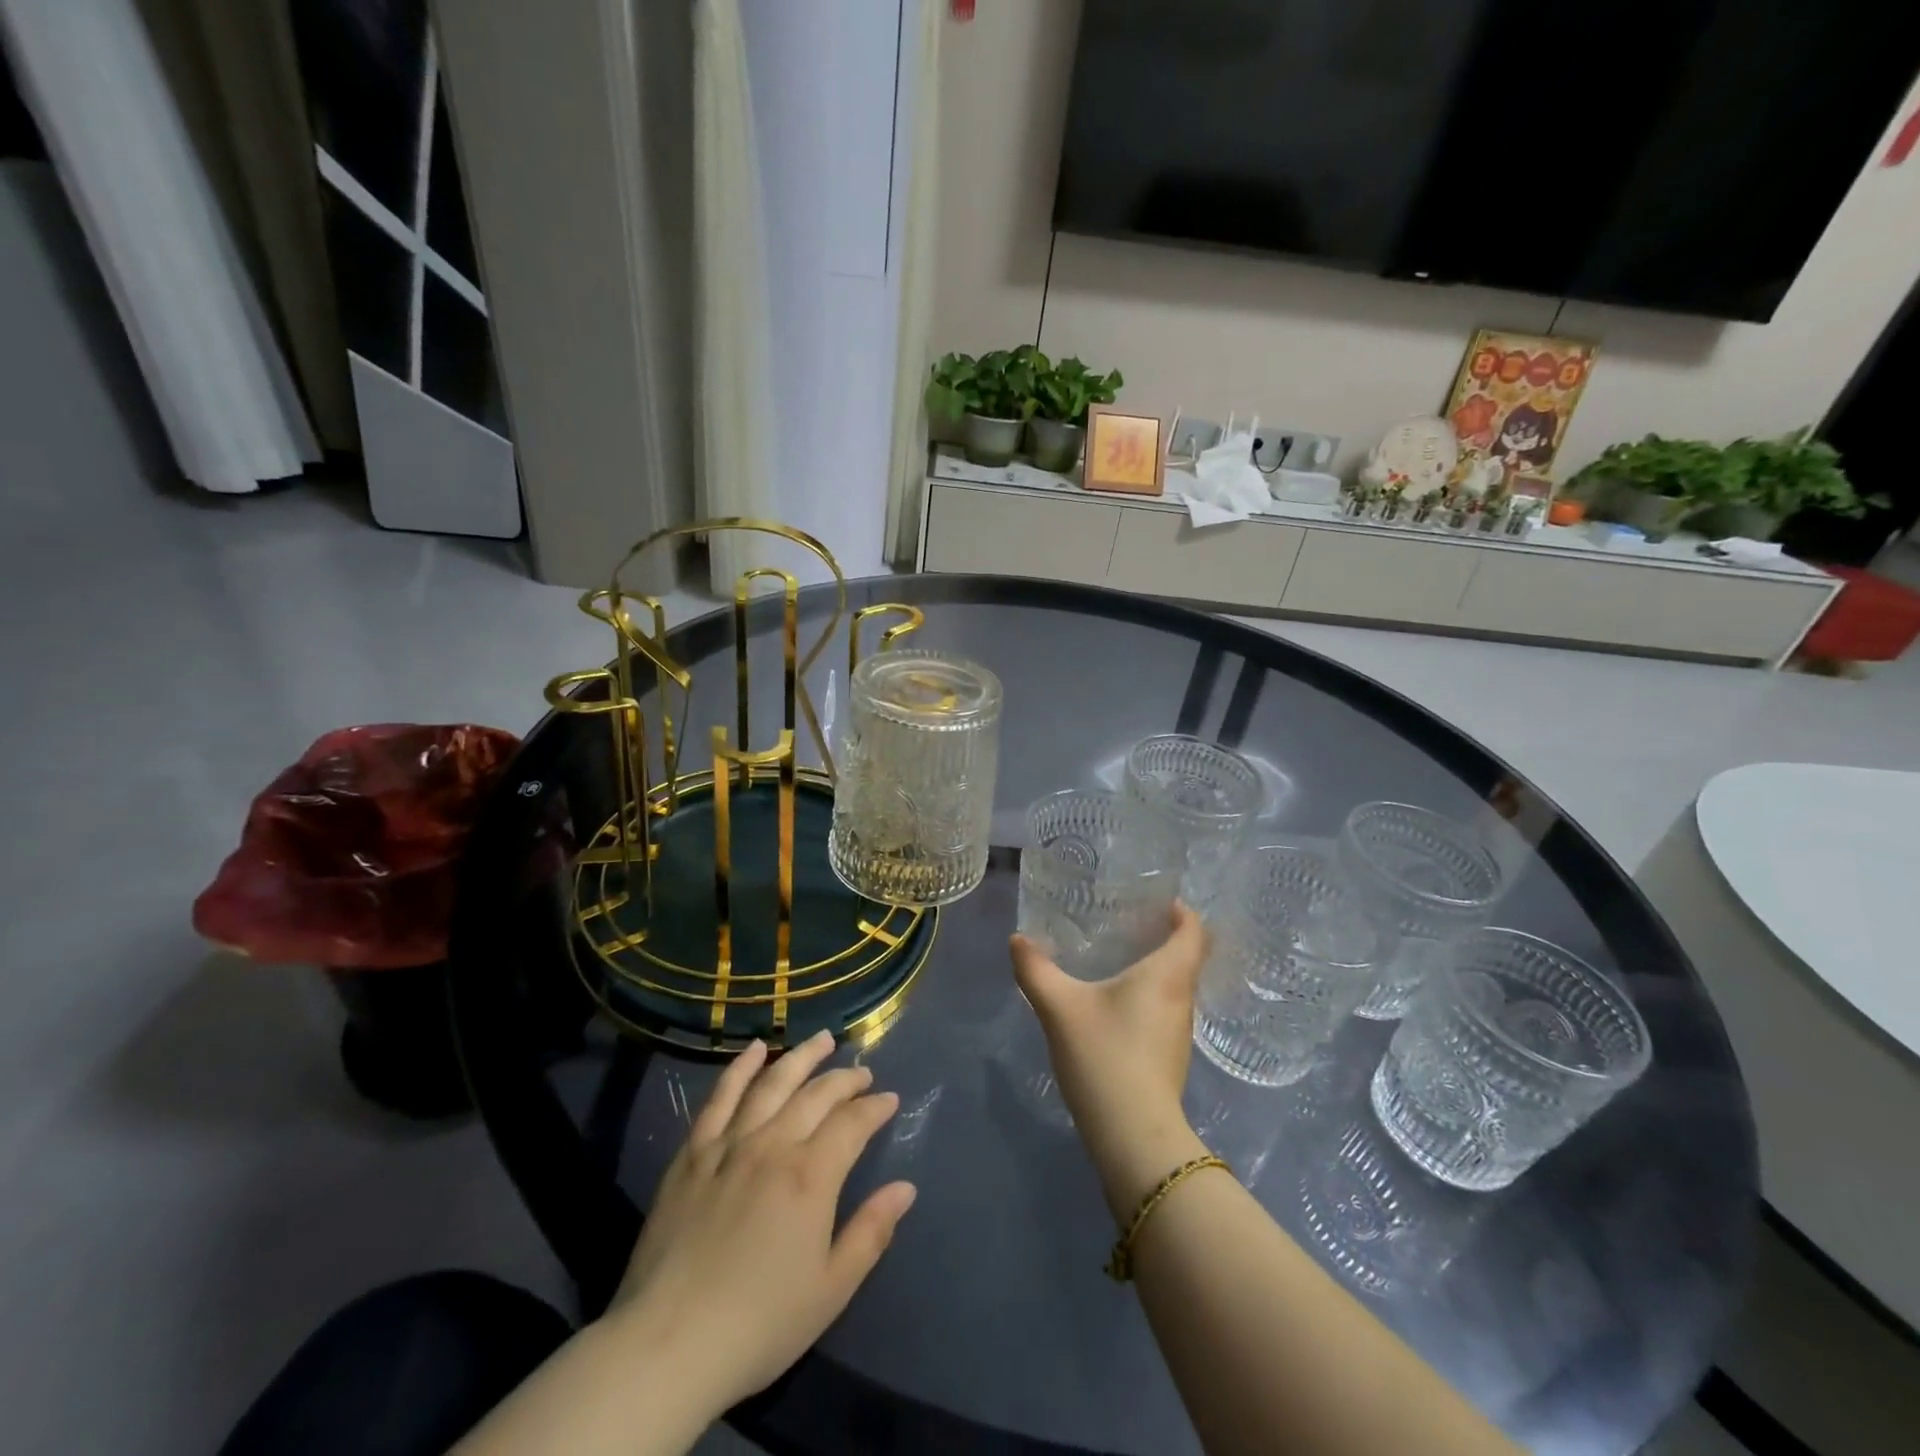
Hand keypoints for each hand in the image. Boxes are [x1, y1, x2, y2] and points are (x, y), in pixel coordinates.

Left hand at [605, 1031, 915, 1414]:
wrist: (668, 1345)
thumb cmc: (760, 1324)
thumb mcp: (831, 1289)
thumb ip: (871, 1232)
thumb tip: (905, 1188)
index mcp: (811, 1176)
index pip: (853, 1123)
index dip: (875, 1108)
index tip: (889, 1100)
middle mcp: (773, 1145)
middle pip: (817, 1095)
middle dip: (845, 1079)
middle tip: (862, 1072)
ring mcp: (729, 1144)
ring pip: (773, 1084)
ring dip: (802, 1057)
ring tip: (822, 1039)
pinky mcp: (693, 1154)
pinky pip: (720, 1098)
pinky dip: (740, 1069)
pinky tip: (756, 1050)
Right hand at [1010, 904, 1212, 1219]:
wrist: (1133, 1135)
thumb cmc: (1104, 1056)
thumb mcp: (1060, 1007)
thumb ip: (1035, 969)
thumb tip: (1018, 940)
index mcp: (1167, 975)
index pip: (1193, 930)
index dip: (1181, 911)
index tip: (1157, 900)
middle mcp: (1182, 997)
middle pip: (1187, 956)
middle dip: (1165, 936)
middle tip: (1130, 921)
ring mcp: (1180, 1030)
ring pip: (1176, 985)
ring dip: (1157, 967)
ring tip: (1121, 955)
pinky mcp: (1171, 1055)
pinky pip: (1166, 1008)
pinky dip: (1150, 994)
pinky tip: (1119, 1001)